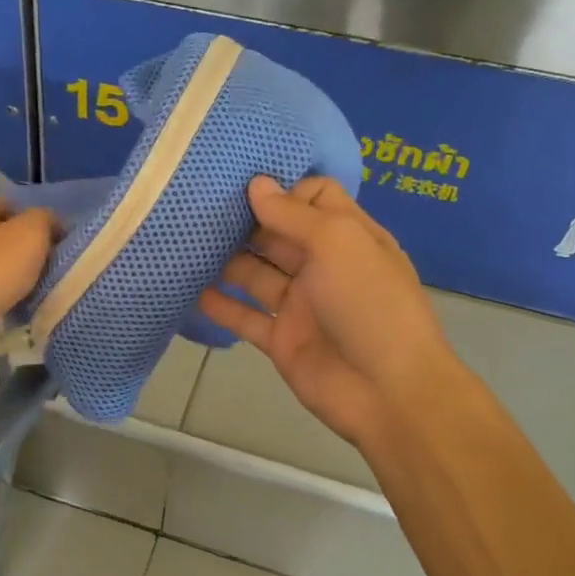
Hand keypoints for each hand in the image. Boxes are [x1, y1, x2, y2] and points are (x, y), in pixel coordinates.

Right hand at [197, 177, 456, 448]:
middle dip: (245, 221)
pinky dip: (221, 306)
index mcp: (348, 237)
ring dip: (227, 260)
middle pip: (279, 234)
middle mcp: (324, 265)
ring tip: (188, 244)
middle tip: (201, 209)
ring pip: (257, 274)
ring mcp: (301, 304)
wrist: (386, 391)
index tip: (244, 187)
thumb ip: (293, 214)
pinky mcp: (281, 339)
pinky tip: (191, 291)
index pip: (315, 198)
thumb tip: (256, 184)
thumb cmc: (369, 302)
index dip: (284, 190)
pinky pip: (245, 317)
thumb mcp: (337, 242)